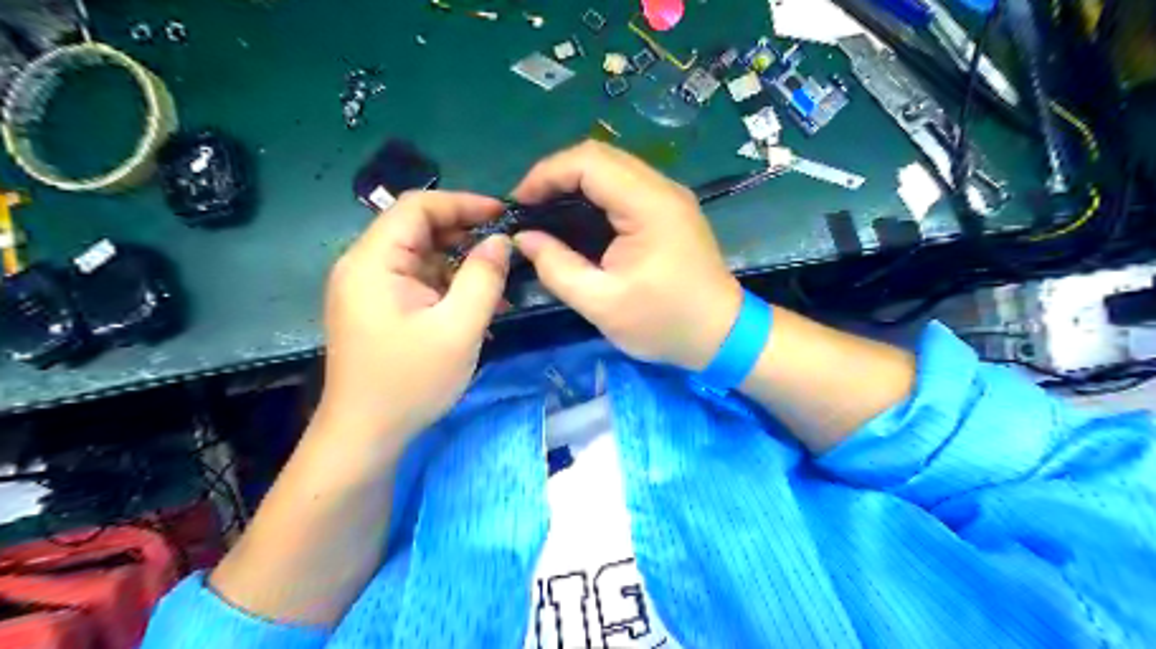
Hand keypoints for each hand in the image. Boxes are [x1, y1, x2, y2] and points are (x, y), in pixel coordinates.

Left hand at [318, 191, 512, 437]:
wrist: (365, 435)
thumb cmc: (410, 382)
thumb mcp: (459, 329)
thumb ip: (483, 278)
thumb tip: (500, 241)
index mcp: (373, 261)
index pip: (417, 207)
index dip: (462, 203)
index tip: (503, 215)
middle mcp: (364, 266)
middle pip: (418, 229)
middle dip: (465, 234)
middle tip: (506, 250)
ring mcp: (369, 288)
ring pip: (421, 256)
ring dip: (460, 264)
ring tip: (499, 284)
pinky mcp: (378, 308)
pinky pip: (417, 281)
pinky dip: (448, 286)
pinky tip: (477, 306)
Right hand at [511, 138, 739, 368]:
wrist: (721, 334)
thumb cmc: (664, 323)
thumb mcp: (601, 304)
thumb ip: (557, 268)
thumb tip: (525, 239)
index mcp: (648, 206)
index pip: (588, 162)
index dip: (546, 174)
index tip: (518, 204)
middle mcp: (662, 188)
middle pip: (600, 156)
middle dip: (556, 175)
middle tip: (528, 207)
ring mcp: (669, 196)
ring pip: (612, 167)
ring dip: (574, 182)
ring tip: (545, 211)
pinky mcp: (669, 209)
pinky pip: (624, 185)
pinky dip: (594, 194)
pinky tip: (576, 218)